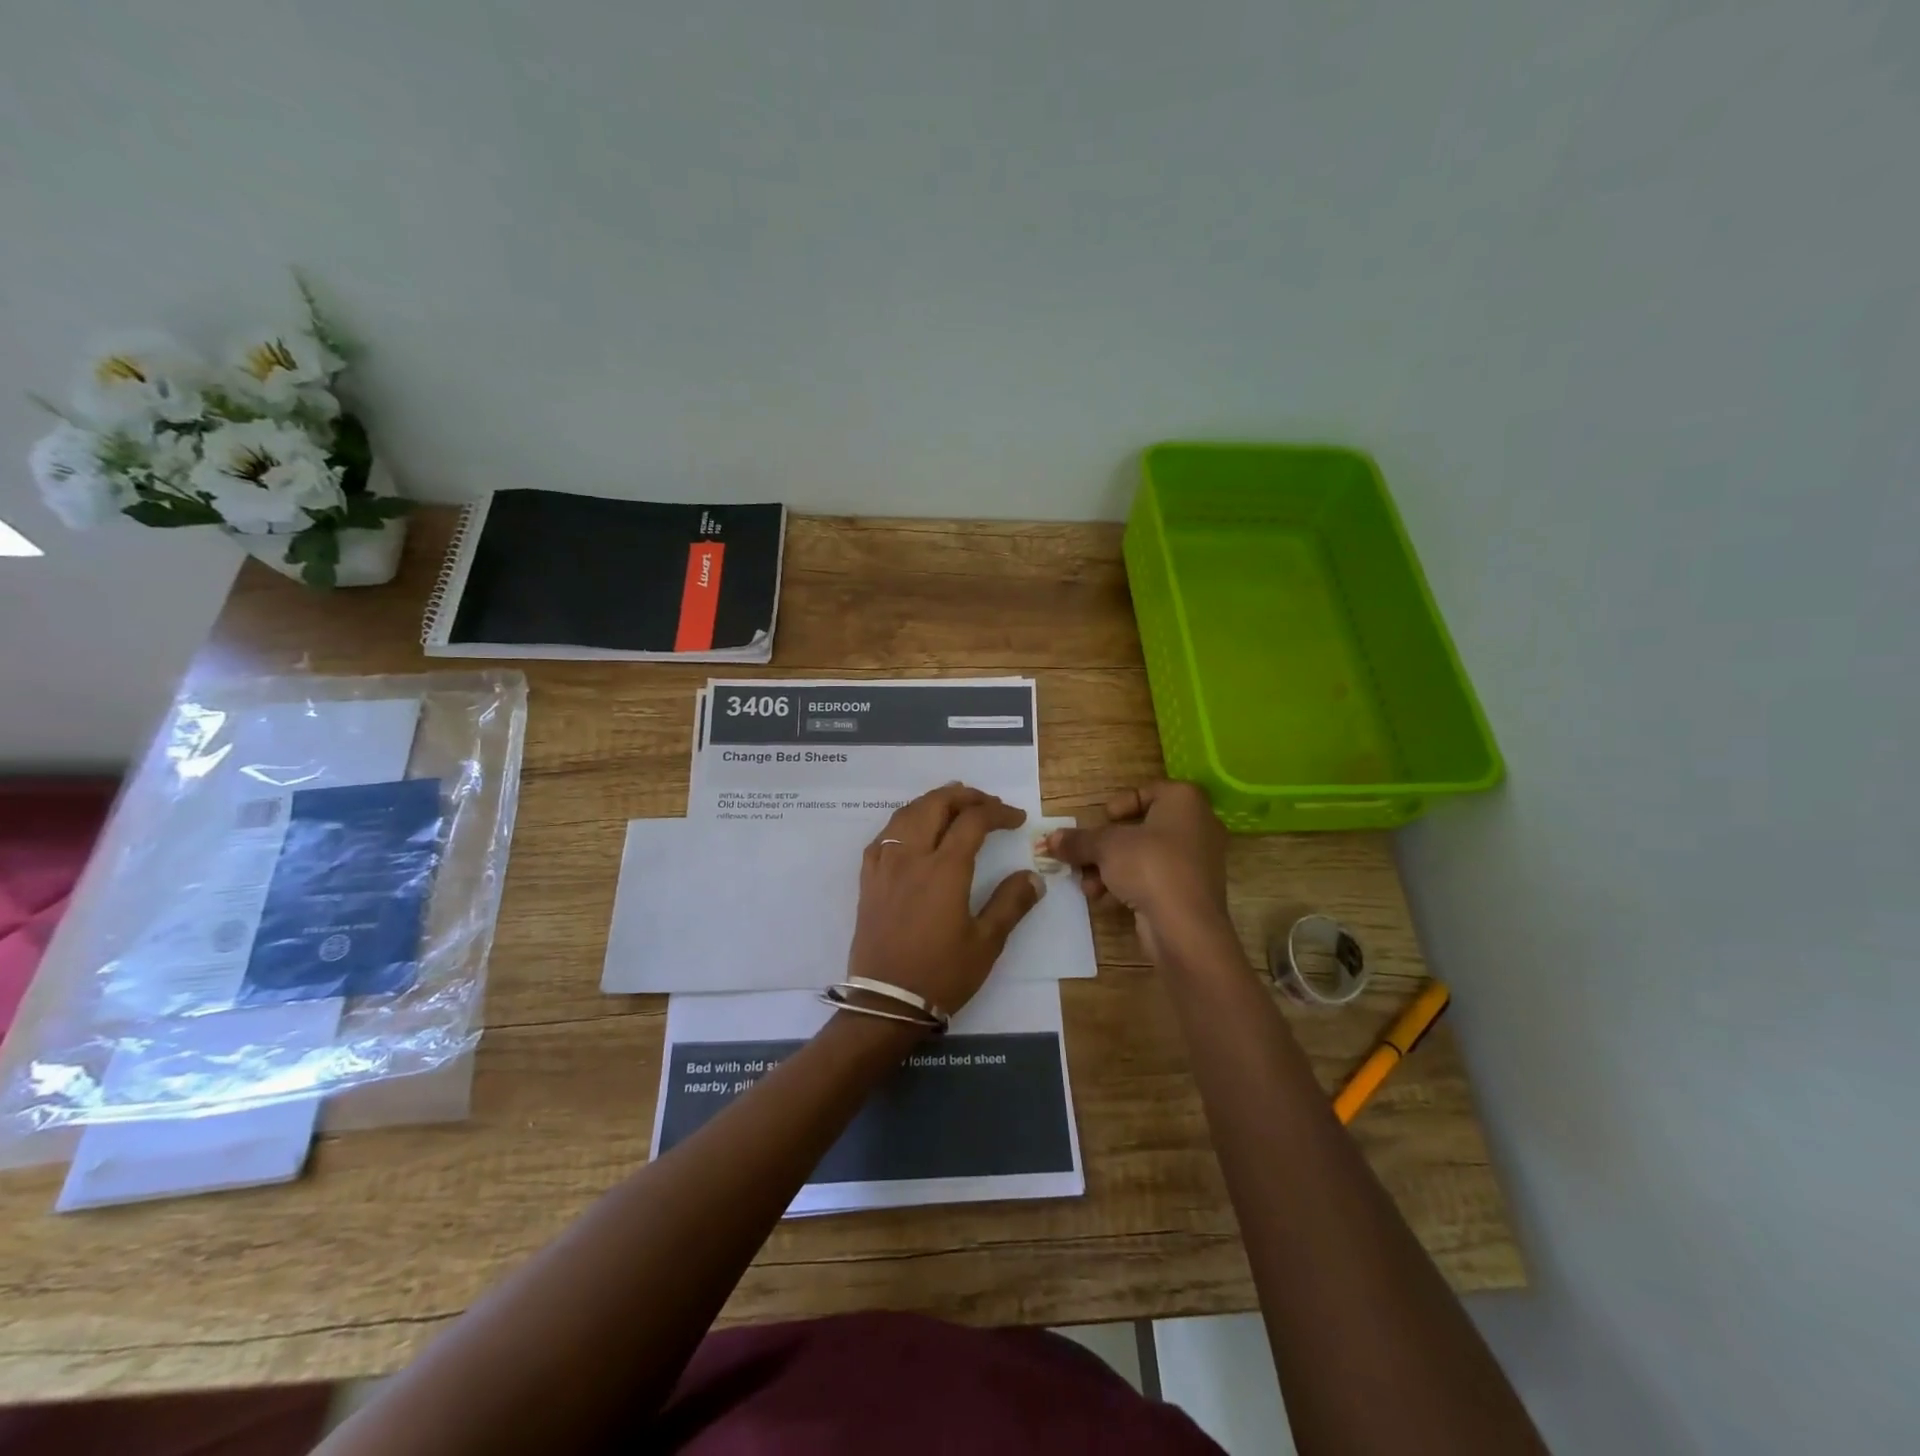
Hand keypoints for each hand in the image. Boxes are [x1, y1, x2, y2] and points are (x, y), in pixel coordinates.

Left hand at [846, 783, 1044, 1018]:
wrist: (886, 1003)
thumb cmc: (941, 974)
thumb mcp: (986, 943)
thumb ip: (1011, 903)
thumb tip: (1033, 876)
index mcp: (945, 869)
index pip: (973, 821)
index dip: (998, 812)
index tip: (1017, 819)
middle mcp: (912, 856)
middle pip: (936, 804)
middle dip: (965, 796)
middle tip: (987, 803)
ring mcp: (885, 865)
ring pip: (906, 813)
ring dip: (933, 801)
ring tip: (953, 804)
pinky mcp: (868, 879)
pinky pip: (884, 836)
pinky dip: (904, 822)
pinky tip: (913, 831)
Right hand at [1046, 781, 1231, 964]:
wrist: (1185, 927)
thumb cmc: (1149, 866)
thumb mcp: (1105, 846)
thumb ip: (1078, 840)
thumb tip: (1050, 840)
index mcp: (1185, 801)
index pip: (1149, 792)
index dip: (1120, 804)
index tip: (1101, 819)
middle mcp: (1198, 826)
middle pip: (1142, 829)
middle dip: (1107, 846)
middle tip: (1083, 856)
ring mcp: (1198, 862)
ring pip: (1145, 857)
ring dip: (1111, 869)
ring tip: (1088, 885)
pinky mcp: (1192, 893)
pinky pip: (1155, 880)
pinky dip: (1130, 886)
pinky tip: (1104, 900)